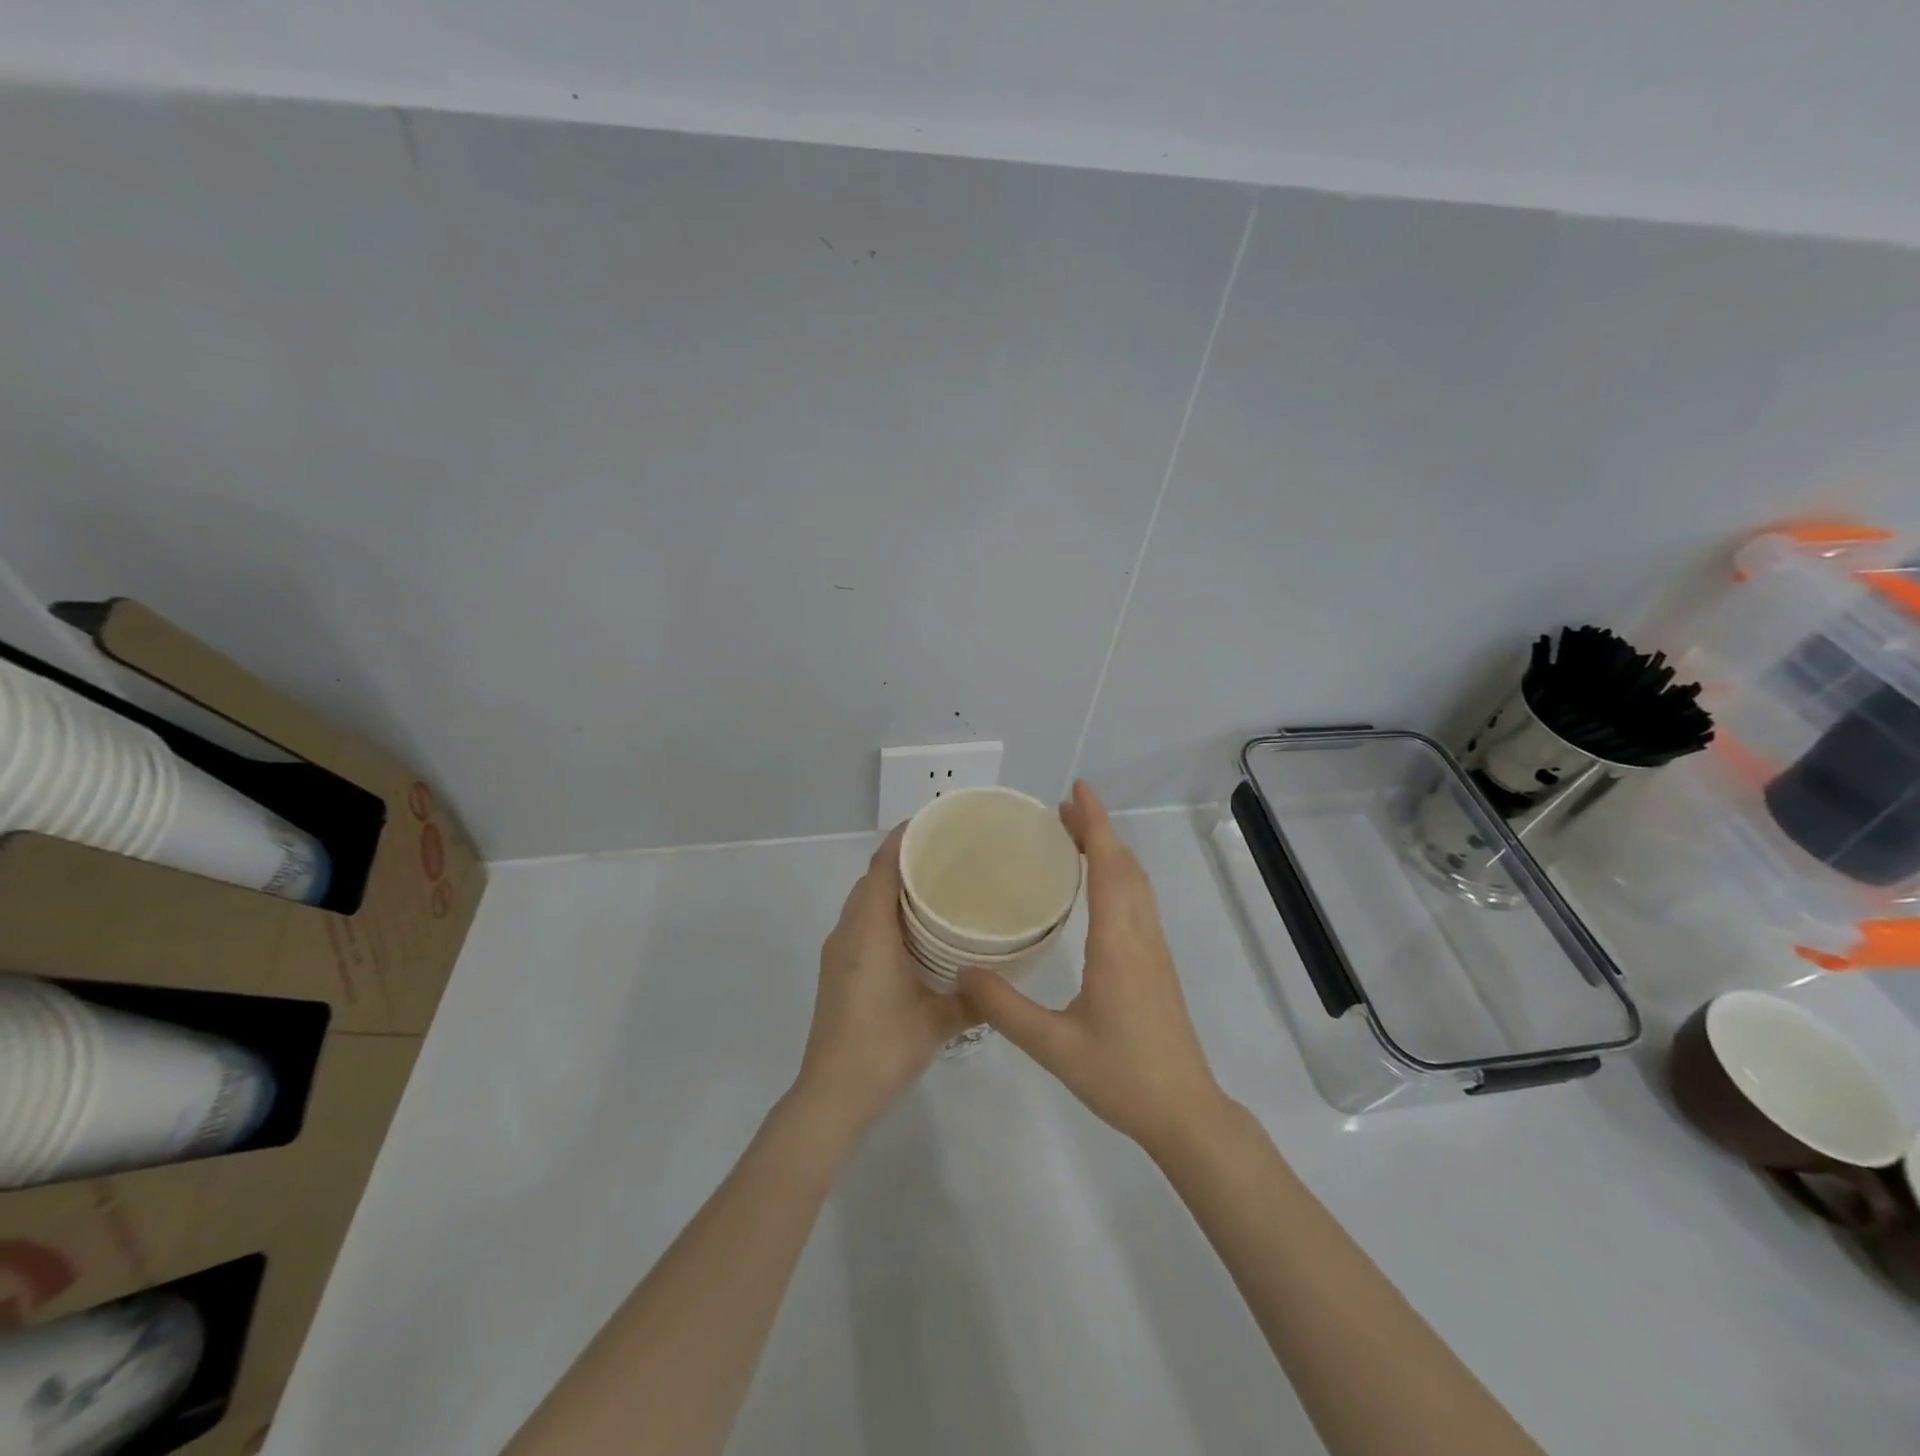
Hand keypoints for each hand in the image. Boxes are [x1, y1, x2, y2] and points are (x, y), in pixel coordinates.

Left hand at [794, 825, 970, 1135]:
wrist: (833, 1092)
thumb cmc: (884, 1045)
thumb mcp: (938, 1021)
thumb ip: (975, 999)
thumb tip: (1007, 982)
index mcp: (869, 931)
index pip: (882, 867)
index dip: (904, 839)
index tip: (937, 824)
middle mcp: (848, 931)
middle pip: (872, 879)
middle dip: (904, 860)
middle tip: (948, 856)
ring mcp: (838, 951)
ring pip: (864, 902)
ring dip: (892, 888)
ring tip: (936, 887)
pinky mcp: (837, 969)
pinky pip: (861, 923)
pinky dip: (884, 912)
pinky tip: (914, 931)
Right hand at [958, 782, 1226, 1158]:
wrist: (1184, 1111)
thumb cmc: (1122, 1075)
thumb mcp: (1054, 1045)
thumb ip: (1005, 1008)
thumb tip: (962, 972)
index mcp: (1118, 943)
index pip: (1109, 867)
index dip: (1095, 824)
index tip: (1076, 791)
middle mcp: (1140, 935)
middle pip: (1125, 865)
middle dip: (1097, 829)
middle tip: (1060, 810)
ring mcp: (1154, 949)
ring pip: (1137, 882)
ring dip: (1110, 850)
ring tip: (1075, 837)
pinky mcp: (1157, 964)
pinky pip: (1139, 901)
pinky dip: (1119, 875)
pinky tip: (1097, 888)